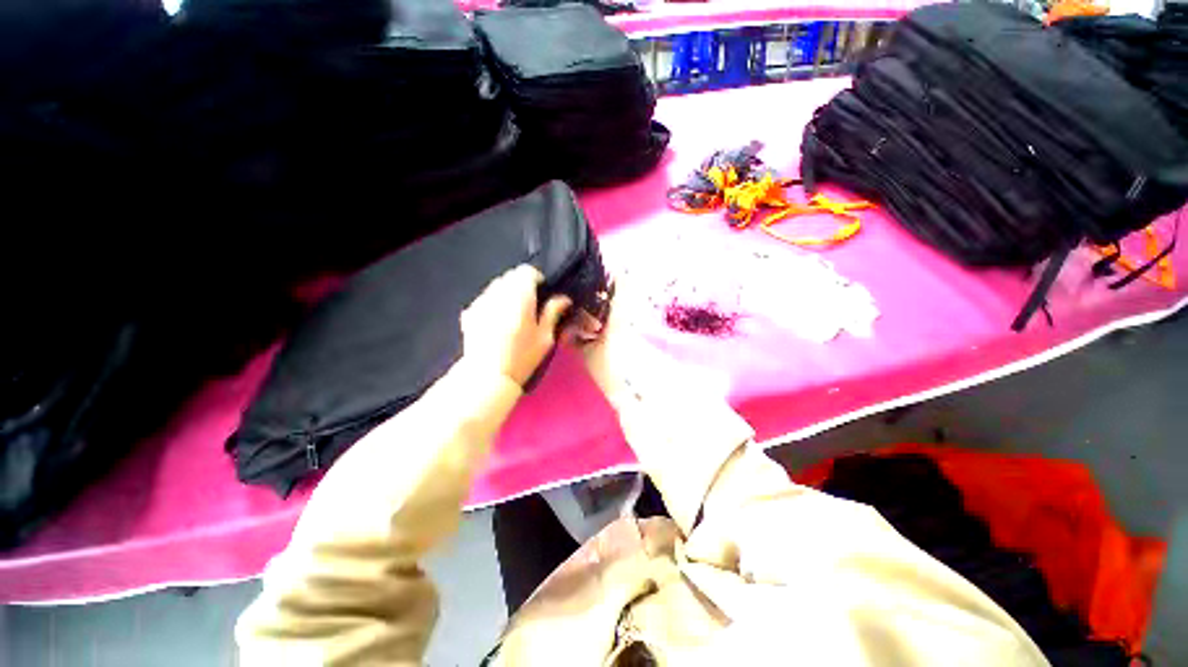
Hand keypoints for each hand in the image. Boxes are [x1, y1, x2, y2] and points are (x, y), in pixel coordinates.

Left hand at [461, 265, 572, 386]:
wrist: (488, 376)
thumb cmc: (522, 358)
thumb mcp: (544, 337)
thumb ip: (553, 312)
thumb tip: (564, 298)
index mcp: (520, 297)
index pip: (526, 271)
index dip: (536, 279)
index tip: (541, 294)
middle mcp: (498, 294)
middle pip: (510, 276)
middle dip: (521, 285)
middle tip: (529, 305)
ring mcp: (481, 302)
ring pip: (496, 286)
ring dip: (506, 293)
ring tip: (512, 314)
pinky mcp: (469, 312)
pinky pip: (485, 298)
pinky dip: (493, 302)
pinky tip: (497, 322)